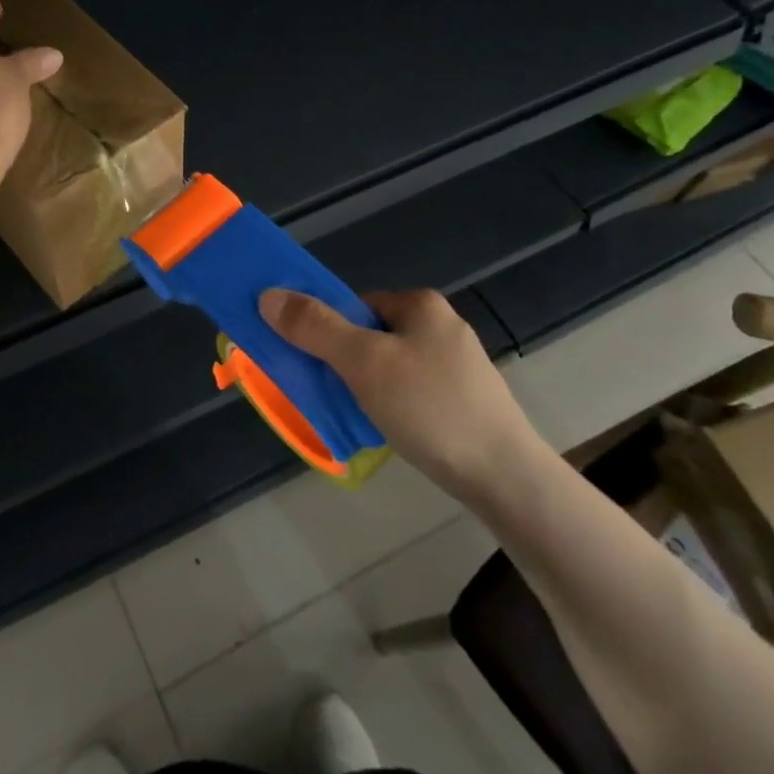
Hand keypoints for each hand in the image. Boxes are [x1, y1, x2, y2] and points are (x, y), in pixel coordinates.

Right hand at [259, 287, 546, 501]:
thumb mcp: (362, 362)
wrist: (505, 478)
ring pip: (391, 366)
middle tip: (334, 392)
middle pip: (372, 335)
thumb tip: (268, 295)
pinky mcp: (468, 401)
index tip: (317, 364)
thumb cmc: (429, 407)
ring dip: (368, 386)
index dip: (329, 330)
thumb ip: (314, 327)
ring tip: (360, 416)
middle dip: (347, 361)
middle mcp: (442, 326)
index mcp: (421, 304)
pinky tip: (392, 430)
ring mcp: (459, 365)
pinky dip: (394, 405)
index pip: (355, 305)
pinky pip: (413, 392)